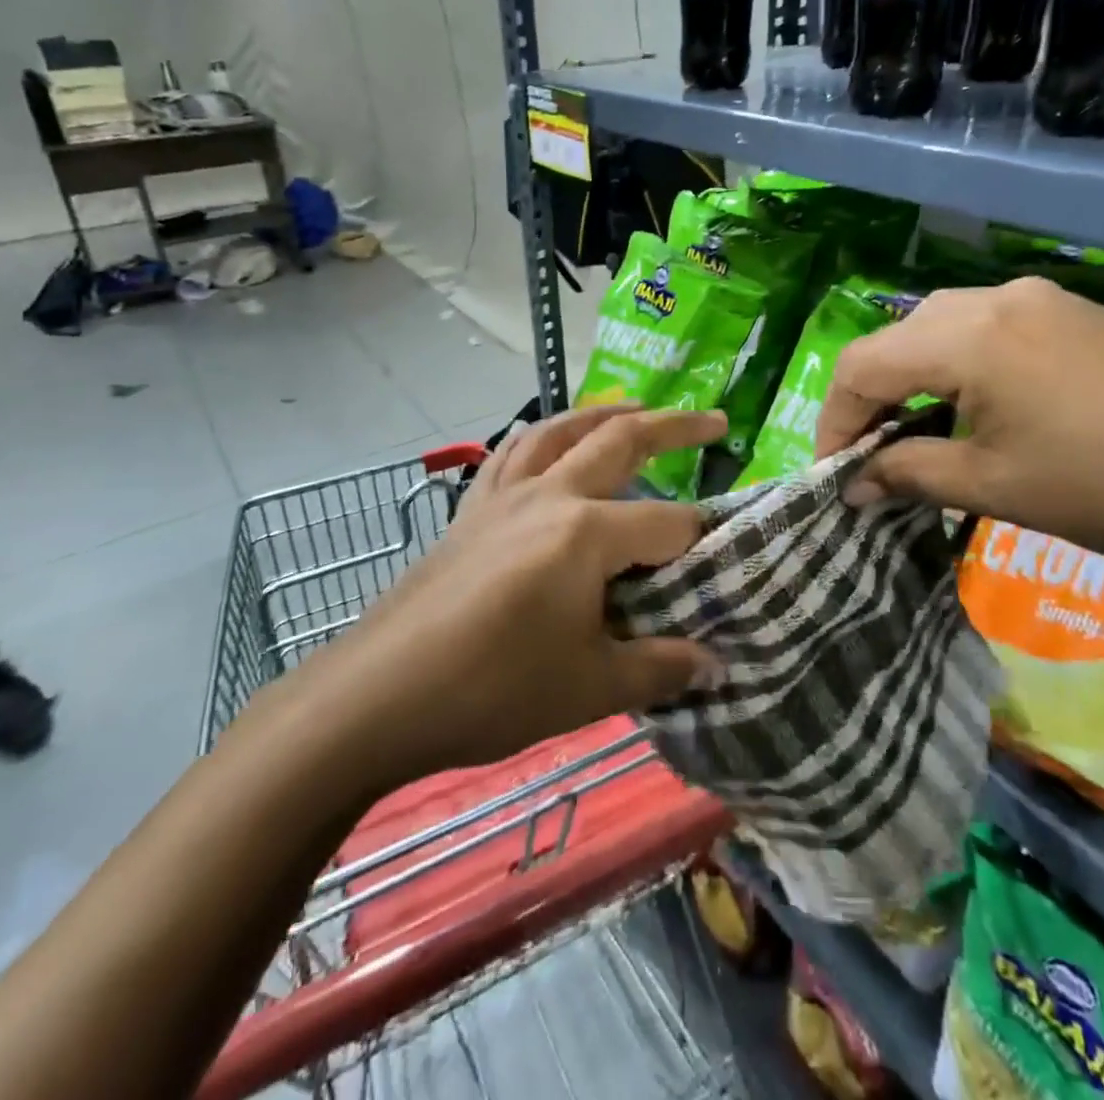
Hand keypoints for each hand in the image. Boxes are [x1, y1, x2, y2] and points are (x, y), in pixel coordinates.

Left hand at [312, 405, 726, 784]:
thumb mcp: (590, 688)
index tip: (722, 566)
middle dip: (673, 426)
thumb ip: (660, 669)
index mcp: (586, 533)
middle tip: (715, 420)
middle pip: (620, 442)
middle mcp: (548, 495)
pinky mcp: (470, 510)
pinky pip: (512, 455)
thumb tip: (716, 665)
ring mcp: (503, 496)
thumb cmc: (493, 689)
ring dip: (603, 414)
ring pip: (560, 432)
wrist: (381, 693)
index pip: (667, 525)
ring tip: (634, 409)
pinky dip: (541, 439)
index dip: (700, 544)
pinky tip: (548, 446)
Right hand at [815, 278, 1103, 611]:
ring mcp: (1041, 298)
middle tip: (868, 456)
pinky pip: (986, 328)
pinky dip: (956, 367)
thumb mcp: (993, 488)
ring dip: (911, 381)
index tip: (831, 473)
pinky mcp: (1074, 313)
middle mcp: (997, 297)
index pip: (861, 365)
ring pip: (938, 328)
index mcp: (970, 335)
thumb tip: (852, 484)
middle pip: (896, 340)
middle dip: (869, 400)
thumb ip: (906, 473)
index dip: (833, 421)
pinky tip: (972, 408)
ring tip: (914, 435)